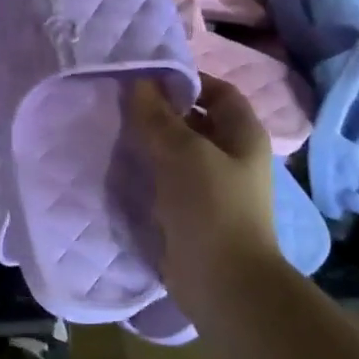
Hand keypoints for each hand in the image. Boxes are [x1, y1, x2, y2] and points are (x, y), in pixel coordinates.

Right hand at [130, 75, 281, 307]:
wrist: (222, 280)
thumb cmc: (211, 206)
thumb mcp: (183, 152)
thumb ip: (158, 117)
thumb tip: (139, 84)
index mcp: (243, 135)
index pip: (219, 91)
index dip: (187, 80)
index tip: (146, 77)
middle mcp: (232, 156)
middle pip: (196, 121)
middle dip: (162, 112)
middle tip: (121, 104)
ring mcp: (212, 187)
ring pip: (178, 153)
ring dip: (151, 143)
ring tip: (115, 131)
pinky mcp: (192, 212)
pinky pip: (168, 181)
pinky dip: (148, 172)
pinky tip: (121, 168)